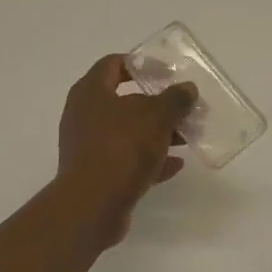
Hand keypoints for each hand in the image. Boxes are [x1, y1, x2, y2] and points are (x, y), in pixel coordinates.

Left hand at [53, 55, 196, 247]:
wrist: (91, 208)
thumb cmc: (121, 149)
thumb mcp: (156, 118)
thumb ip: (174, 99)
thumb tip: (187, 88)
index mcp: (91, 92)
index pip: (113, 64)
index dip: (140, 64)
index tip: (166, 71)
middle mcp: (84, 115)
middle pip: (124, 100)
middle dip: (156, 103)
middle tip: (183, 106)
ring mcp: (88, 146)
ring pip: (128, 131)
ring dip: (157, 133)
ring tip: (186, 136)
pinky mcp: (96, 174)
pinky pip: (127, 159)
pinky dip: (150, 159)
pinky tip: (177, 164)